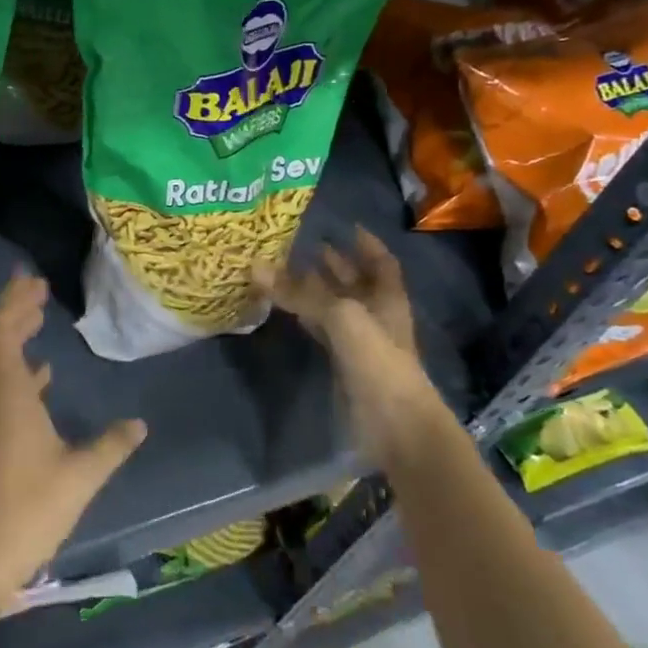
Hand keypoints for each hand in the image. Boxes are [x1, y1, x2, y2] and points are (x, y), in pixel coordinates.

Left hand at [0, 273, 145, 647]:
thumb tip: (138, 424)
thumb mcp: (80, 476)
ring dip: (12, 335)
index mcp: (7, 394)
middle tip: (36, 288)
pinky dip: (15, 368)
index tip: (34, 281)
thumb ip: (111, 445)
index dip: (16, 304)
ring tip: (36, 318)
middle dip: (14, 310)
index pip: (4, 332)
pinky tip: (38, 374)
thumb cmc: (29, 509)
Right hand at [262, 224, 417, 353]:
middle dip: (335, 264)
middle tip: (305, 244)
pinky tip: (288, 308)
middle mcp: (375, 314)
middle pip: (355, 282)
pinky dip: (306, 316)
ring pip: (335, 306)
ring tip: (287, 269)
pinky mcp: (342, 362)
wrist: (392, 421)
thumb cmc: (376, 358)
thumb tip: (254, 266)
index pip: (381, 262)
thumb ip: (299, 292)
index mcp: (386, 297)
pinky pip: (322, 329)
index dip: (366, 244)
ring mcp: (360, 340)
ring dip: (315, 289)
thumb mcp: (340, 316)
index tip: (347, 226)